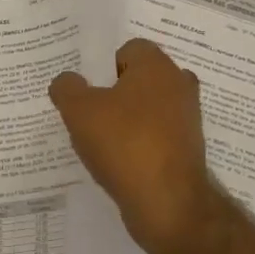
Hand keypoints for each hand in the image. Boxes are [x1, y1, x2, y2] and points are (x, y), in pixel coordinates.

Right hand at [49, 39, 226, 253]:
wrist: (169, 204)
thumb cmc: (124, 144)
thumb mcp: (79, 111)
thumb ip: (67, 88)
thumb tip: (66, 81)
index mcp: (157, 65)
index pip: (128, 49)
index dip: (103, 67)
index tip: (85, 90)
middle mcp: (178, 85)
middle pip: (139, 80)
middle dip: (114, 94)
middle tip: (88, 113)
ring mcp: (187, 119)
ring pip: (148, 109)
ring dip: (126, 122)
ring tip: (99, 142)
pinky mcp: (188, 149)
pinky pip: (156, 137)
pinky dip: (139, 145)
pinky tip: (118, 163)